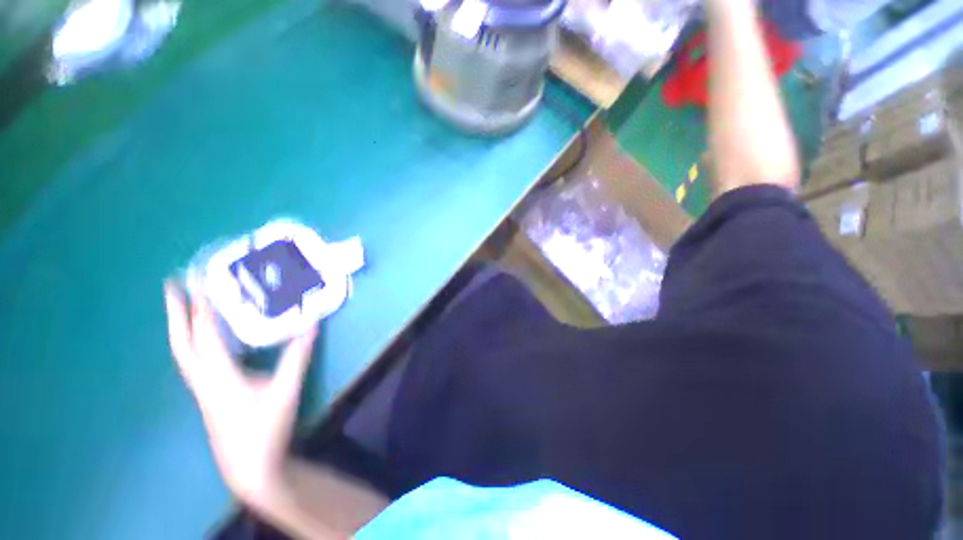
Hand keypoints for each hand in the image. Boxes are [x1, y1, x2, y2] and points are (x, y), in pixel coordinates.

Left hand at [164, 283, 317, 505]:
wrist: (250, 465)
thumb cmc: (266, 426)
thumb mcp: (286, 390)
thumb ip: (298, 356)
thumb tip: (312, 325)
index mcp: (220, 375)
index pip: (205, 335)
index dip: (202, 308)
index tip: (199, 282)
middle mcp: (204, 378)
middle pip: (181, 342)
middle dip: (175, 312)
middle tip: (172, 285)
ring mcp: (202, 388)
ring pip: (183, 352)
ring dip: (180, 326)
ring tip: (182, 305)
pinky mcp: (207, 394)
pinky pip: (193, 360)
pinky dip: (191, 341)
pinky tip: (202, 338)